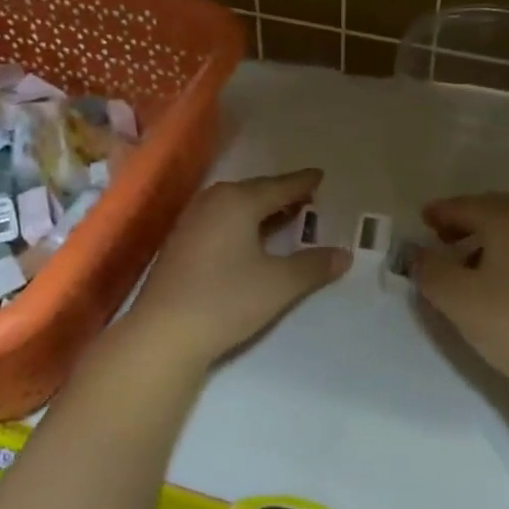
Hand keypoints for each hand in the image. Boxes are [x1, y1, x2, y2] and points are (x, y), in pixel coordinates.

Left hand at [129, 170, 350, 364]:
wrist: (164, 333)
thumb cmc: (227, 300)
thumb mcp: (279, 284)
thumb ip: (314, 266)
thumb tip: (344, 255)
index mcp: (237, 201)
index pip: (279, 186)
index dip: (303, 183)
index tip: (320, 176)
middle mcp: (212, 202)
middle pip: (254, 192)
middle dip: (281, 194)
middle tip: (307, 197)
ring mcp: (191, 222)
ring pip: (234, 207)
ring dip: (260, 210)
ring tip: (284, 217)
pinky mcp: (179, 244)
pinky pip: (219, 221)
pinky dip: (241, 223)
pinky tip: (250, 239)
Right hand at [413, 193, 508, 404]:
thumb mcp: (456, 297)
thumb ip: (430, 269)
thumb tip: (418, 253)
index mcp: (507, 218)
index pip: (465, 206)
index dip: (440, 212)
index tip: (421, 220)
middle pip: (492, 210)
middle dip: (464, 220)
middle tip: (439, 236)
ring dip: (484, 236)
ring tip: (462, 262)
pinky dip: (504, 251)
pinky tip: (493, 279)